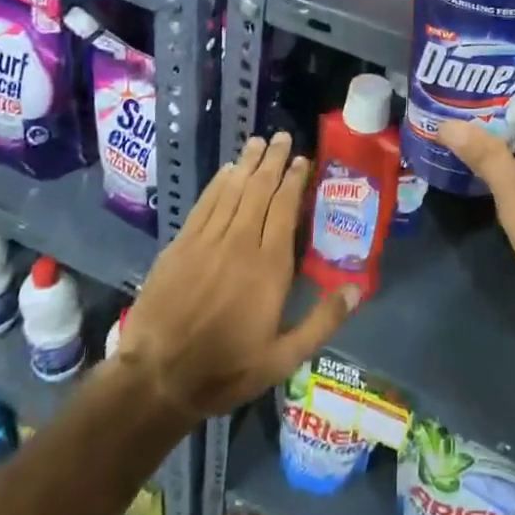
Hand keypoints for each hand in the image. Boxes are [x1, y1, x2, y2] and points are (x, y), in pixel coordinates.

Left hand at [116, 132, 357, 422]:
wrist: (158, 377)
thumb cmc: (227, 369)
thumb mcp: (284, 358)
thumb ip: (322, 321)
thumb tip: (356, 288)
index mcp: (270, 266)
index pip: (285, 208)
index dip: (294, 180)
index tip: (302, 160)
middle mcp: (240, 242)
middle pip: (260, 190)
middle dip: (273, 160)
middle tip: (283, 137)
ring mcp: (207, 240)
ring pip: (233, 190)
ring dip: (247, 164)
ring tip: (259, 142)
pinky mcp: (181, 245)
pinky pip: (205, 204)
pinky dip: (218, 184)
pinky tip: (226, 171)